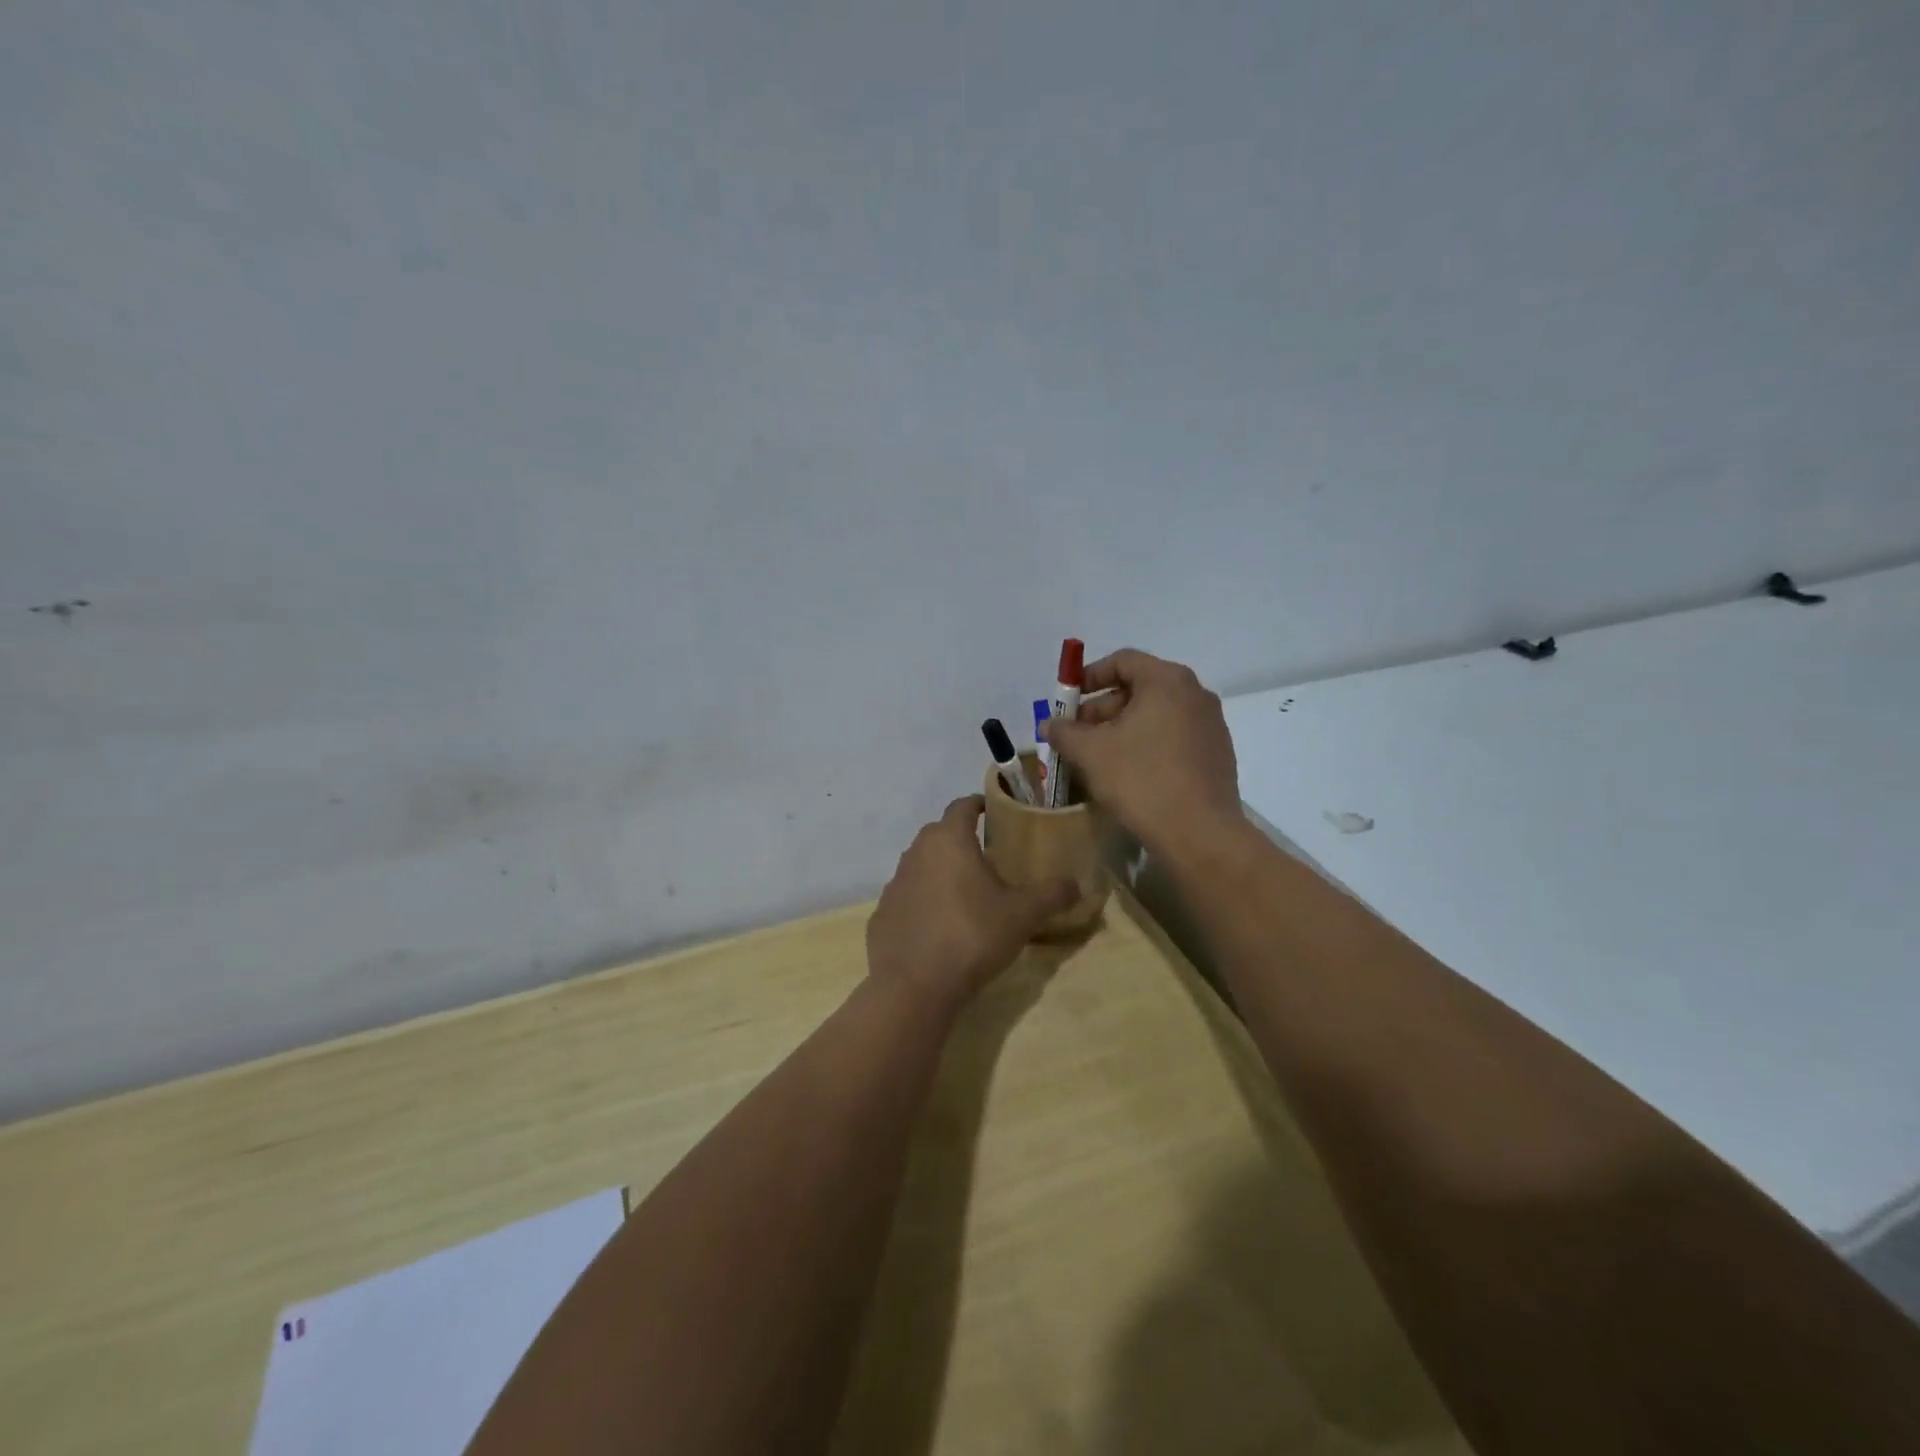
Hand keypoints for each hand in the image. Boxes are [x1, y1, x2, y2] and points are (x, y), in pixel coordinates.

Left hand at [867, 796, 1076, 1010]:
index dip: (979, 804)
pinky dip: (924, 901)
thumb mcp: (1022, 916)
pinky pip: (908, 897)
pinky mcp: (882, 914)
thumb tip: (1076, 884)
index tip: (994, 811)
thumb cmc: (971, 935)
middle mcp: (916, 852)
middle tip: (987, 855)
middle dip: (961, 838)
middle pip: (940, 833)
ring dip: (941, 871)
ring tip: (966, 891)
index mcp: (949, 840)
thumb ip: (1051, 895)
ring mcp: (894, 883)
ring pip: (921, 864)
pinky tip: (940, 925)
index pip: (962, 805)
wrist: (913, 986)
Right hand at [1042, 649, 1241, 855]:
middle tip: (1077, 734)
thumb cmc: (1141, 780)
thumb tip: (1050, 724)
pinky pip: (1174, 736)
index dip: (1089, 676)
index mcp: (1167, 681)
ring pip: (1157, 714)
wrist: (1199, 833)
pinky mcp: (1217, 754)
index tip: (1068, 700)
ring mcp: (1211, 724)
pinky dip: (1148, 744)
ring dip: (1123, 728)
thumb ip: (1064, 732)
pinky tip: (1129, 772)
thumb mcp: (1090, 753)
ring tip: (1098, 756)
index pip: (1123, 661)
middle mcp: (1195, 694)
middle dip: (1103, 708)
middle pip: (1140, 687)